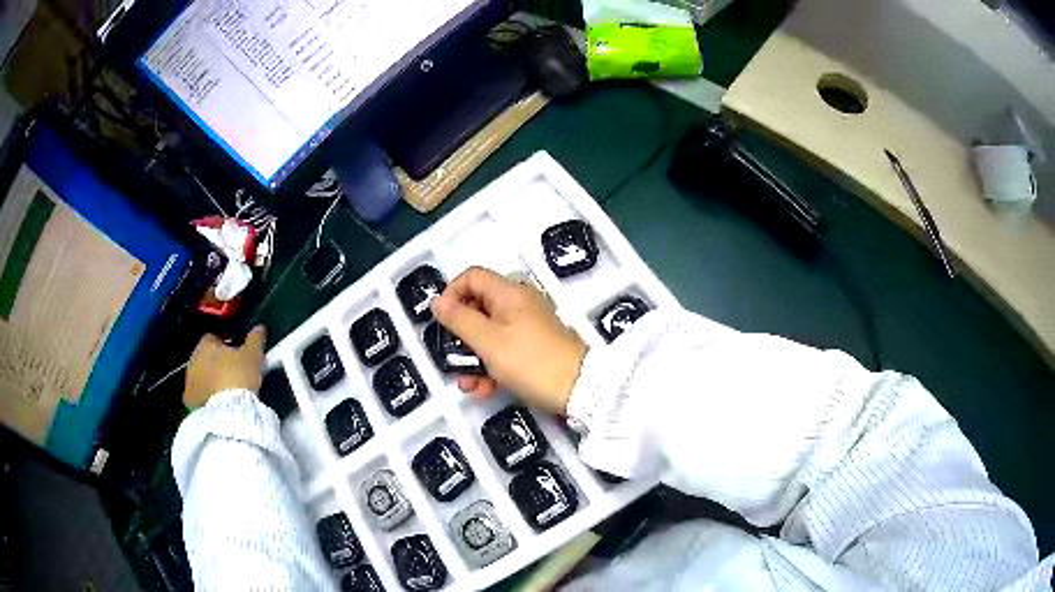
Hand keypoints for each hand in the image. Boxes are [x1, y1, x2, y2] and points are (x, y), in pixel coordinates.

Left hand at [184, 326, 266, 409]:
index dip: (224, 345)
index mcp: (205, 345)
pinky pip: (197, 395)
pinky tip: (217, 403)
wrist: (228, 411)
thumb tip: (259, 328)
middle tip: (231, 372)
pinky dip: (205, 396)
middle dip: (214, 363)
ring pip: (199, 376)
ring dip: (209, 379)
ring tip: (225, 390)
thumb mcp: (253, 356)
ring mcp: (189, 381)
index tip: (236, 354)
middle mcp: (193, 360)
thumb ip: (255, 340)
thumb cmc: (239, 376)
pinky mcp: (190, 401)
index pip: (212, 338)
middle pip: (204, 357)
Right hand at [431, 267, 586, 414]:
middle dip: (461, 336)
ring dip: (474, 358)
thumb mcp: (488, 342)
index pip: (472, 276)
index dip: (452, 293)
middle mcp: (519, 303)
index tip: (442, 321)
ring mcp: (529, 325)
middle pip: (478, 307)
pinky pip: (505, 349)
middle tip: (452, 357)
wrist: (580, 389)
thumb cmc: (530, 361)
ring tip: (468, 384)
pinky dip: (492, 366)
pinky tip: (485, 390)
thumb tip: (437, 301)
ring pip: (489, 333)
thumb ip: (460, 320)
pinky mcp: (535, 346)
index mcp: (509, 292)